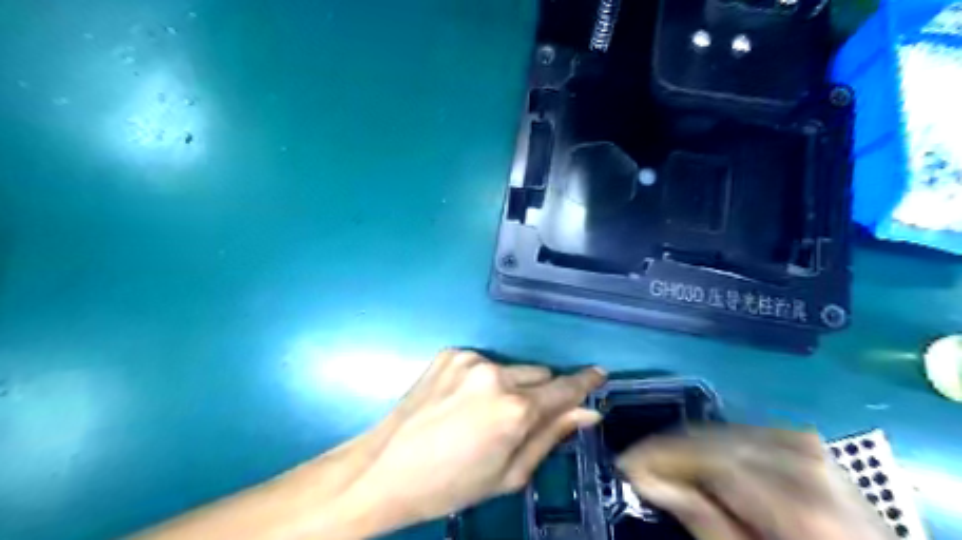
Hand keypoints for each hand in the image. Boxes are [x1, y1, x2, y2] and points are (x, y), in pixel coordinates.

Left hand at [344, 350, 598, 526]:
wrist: (387, 468)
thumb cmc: (452, 483)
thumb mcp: (509, 473)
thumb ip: (551, 436)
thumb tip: (587, 412)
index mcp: (514, 409)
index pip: (564, 388)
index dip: (584, 382)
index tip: (599, 374)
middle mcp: (495, 374)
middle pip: (539, 374)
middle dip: (540, 392)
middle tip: (520, 418)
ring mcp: (470, 359)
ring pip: (511, 368)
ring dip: (511, 385)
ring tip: (483, 412)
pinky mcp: (450, 353)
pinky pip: (483, 363)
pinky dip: (483, 379)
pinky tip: (462, 401)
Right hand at [616, 425, 893, 538]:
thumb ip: (702, 521)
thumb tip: (647, 478)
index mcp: (798, 506)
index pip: (711, 458)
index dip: (661, 455)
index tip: (625, 462)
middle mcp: (809, 465)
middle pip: (719, 439)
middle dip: (671, 447)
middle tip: (638, 462)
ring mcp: (817, 452)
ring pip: (732, 430)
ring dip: (692, 443)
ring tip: (666, 461)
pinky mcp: (816, 449)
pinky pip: (751, 431)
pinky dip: (720, 440)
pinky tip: (705, 454)